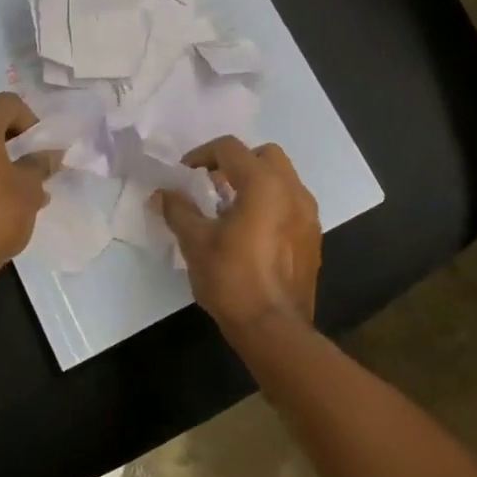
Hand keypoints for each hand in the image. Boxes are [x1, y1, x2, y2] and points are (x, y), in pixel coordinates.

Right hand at [157, 136, 320, 345]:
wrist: (274, 328)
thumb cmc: (232, 279)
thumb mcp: (195, 242)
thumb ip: (178, 210)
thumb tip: (163, 193)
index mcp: (263, 184)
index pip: (230, 148)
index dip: (202, 155)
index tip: (185, 175)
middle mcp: (292, 190)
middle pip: (264, 155)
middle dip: (236, 162)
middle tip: (212, 185)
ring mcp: (308, 214)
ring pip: (282, 178)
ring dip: (256, 182)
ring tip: (231, 209)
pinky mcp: (313, 237)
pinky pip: (292, 203)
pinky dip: (272, 203)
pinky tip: (252, 231)